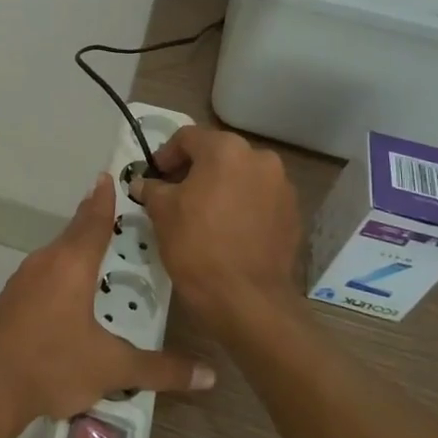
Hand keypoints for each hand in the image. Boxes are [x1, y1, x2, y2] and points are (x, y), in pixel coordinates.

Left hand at [0, 175, 214, 436]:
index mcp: (71, 264)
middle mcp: (45, 262)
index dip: (104, 199)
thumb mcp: (112, 368)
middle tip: (123, 221)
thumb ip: (160, 370)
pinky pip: (44, 276)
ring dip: (79, 252)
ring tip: (104, 258)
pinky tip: (73, 297)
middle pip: (75, 234)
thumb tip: (209, 375)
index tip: (109, 176)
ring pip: (58, 256)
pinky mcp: (10, 301)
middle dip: (96, 224)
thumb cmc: (51, 364)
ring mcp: (22, 281)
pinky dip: (63, 275)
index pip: (93, 220)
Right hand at [130, 126, 302, 330]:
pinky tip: (227, 230)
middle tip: (174, 194)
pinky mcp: (293, 215)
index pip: (187, 138)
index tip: (154, 176)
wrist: (247, 299)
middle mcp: (260, 158)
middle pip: (218, 154)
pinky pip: (259, 200)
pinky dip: (241, 206)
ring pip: (241, 177)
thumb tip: (143, 184)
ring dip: (220, 187)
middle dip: (194, 170)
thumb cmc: (197, 246)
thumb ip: (152, 188)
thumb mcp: (162, 212)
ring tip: (202, 214)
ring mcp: (282, 187)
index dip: (165, 155)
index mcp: (226, 149)